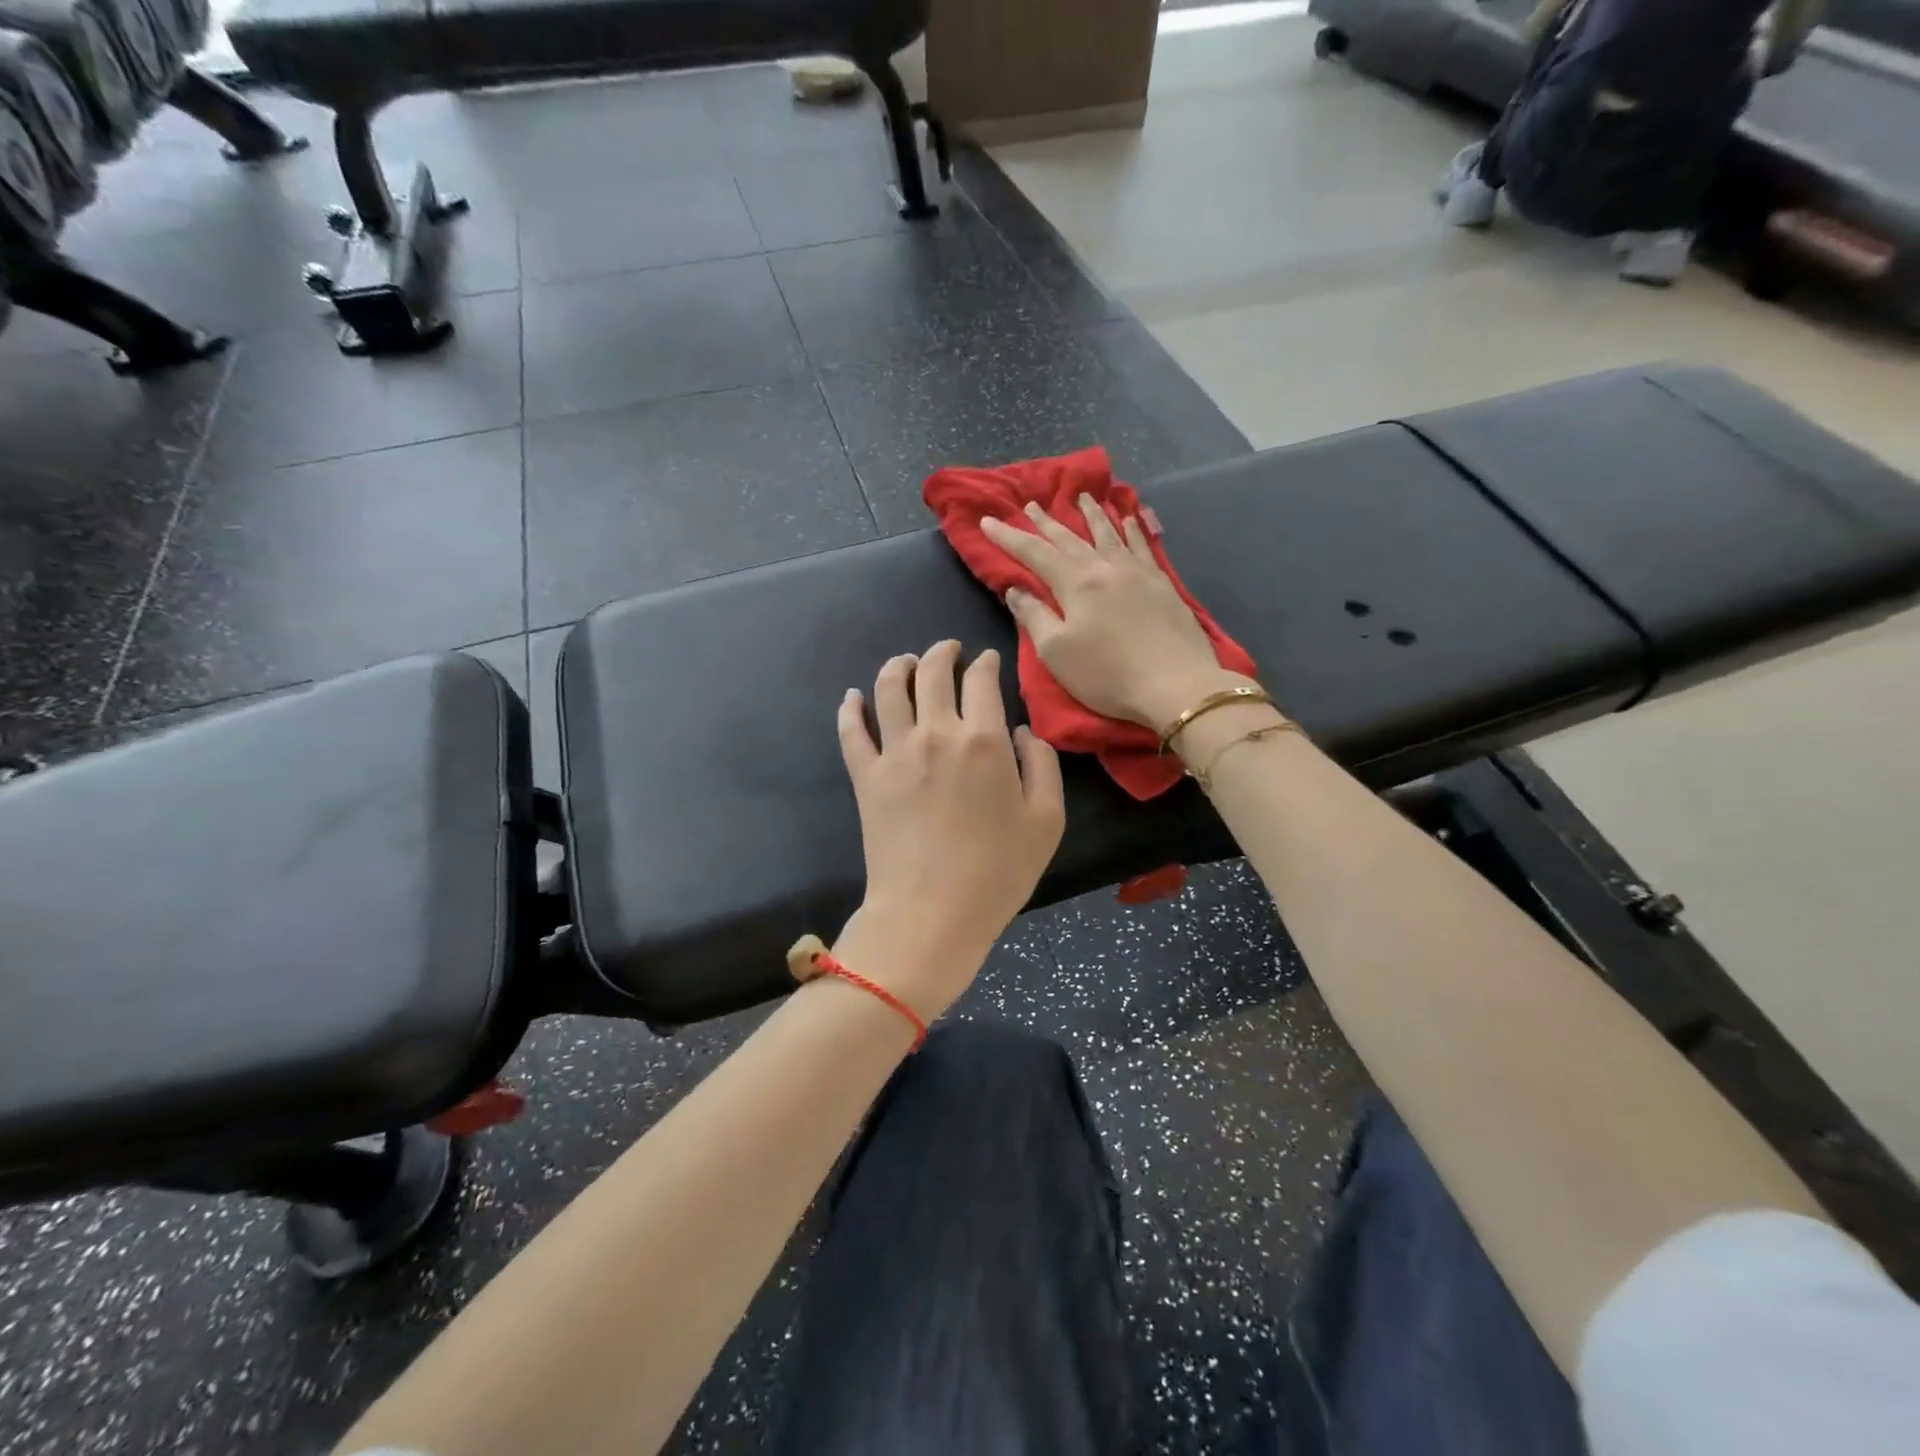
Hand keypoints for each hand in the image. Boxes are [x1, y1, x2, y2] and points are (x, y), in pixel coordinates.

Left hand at [835, 640, 1065, 1018]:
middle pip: (932, 673)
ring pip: (888, 689)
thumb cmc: (998, 871)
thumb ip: (1042, 765)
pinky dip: (850, 708)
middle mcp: (936, 733)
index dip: (985, 664)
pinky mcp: (865, 777)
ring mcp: (895, 752)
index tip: (987, 661)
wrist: (932, 913)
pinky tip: (852, 696)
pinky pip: (851, 731)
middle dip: (943, 652)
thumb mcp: (1047, 820)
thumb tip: (1020, 731)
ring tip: (906, 662)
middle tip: (949, 649)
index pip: (981, 681)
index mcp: (983, 739)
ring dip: (898, 666)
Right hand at [981, 496, 1250, 732]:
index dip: (1009, 537)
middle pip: (1070, 538)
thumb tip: (1015, 589)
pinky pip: (1142, 546)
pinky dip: (1132, 530)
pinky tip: (1129, 519)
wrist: (1176, 685)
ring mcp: (1137, 573)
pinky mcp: (1162, 585)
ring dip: (1092, 515)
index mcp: (1075, 584)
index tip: (988, 521)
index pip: (1034, 553)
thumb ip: (1033, 616)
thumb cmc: (1108, 674)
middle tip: (1031, 504)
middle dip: (1047, 522)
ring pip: (1109, 534)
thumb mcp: (1056, 652)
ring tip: (1082, 497)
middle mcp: (1105, 568)